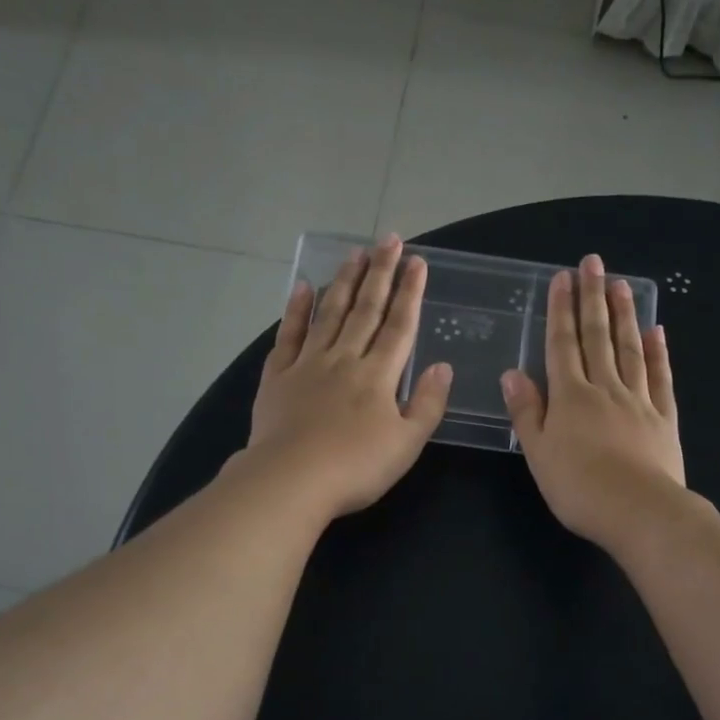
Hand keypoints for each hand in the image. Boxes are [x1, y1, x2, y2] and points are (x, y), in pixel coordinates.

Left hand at [239, 235, 452, 520]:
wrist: (291, 480)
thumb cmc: (356, 467)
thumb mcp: (407, 443)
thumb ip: (428, 404)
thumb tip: (442, 366)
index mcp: (378, 376)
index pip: (400, 326)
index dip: (410, 293)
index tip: (418, 262)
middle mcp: (344, 359)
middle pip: (366, 310)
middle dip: (380, 273)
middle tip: (389, 240)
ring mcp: (307, 365)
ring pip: (329, 314)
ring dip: (344, 282)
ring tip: (355, 254)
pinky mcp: (277, 377)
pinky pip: (288, 335)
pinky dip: (297, 310)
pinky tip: (304, 287)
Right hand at [501, 252, 685, 550]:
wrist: (639, 511)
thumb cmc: (578, 488)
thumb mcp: (539, 453)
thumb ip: (527, 412)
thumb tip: (513, 373)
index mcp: (570, 397)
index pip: (562, 345)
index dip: (561, 310)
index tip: (562, 278)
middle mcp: (605, 389)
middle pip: (597, 337)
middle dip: (592, 298)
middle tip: (593, 263)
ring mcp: (639, 401)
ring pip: (629, 349)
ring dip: (624, 315)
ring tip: (621, 284)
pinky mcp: (664, 418)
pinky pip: (660, 378)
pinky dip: (657, 353)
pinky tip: (656, 332)